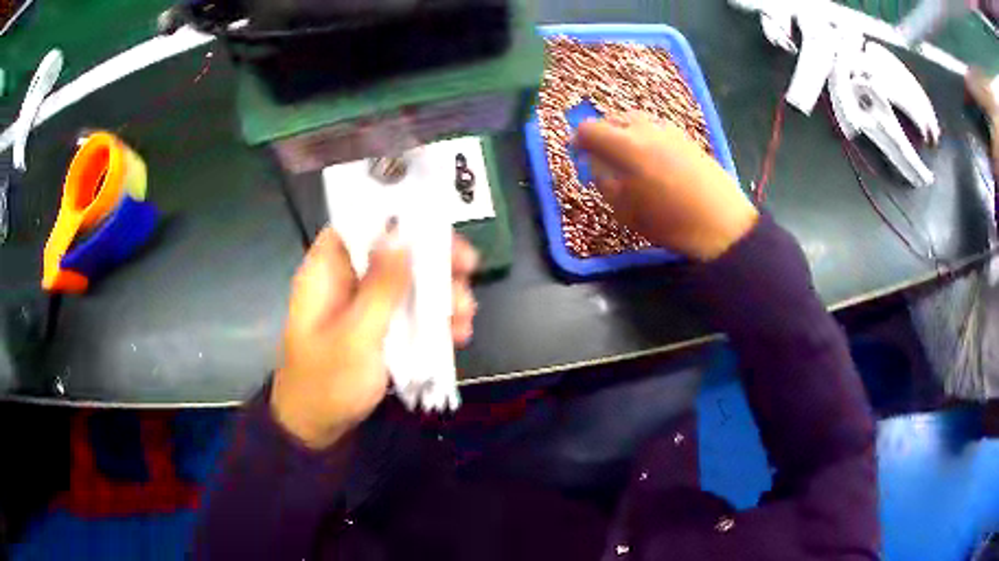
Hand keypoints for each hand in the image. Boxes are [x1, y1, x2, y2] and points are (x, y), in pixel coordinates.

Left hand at [271, 227, 477, 448]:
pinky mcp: (380, 328)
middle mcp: (346, 280)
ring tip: (466, 317)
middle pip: (393, 251)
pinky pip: (410, 312)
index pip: (359, 223)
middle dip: (433, 261)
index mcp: (326, 271)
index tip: (436, 227)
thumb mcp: (356, 336)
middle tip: (468, 270)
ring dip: (441, 295)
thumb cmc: (327, 382)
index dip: (397, 217)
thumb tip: (402, 236)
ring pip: (408, 283)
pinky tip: (458, 335)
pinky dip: (434, 320)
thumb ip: (380, 287)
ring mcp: (365, 305)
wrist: (317, 427)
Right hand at [576, 112, 758, 260]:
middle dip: (601, 134)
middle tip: (600, 156)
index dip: (578, 140)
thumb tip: (596, 162)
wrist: (721, 223)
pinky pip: (654, 126)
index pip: (589, 129)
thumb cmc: (669, 222)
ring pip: (634, 119)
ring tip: (625, 155)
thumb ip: (603, 179)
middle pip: (612, 118)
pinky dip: (643, 135)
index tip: (578, 154)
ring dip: (622, 132)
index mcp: (626, 145)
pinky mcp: (685, 136)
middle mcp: (645, 128)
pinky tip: (650, 157)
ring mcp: (668, 129)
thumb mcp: (625, 209)